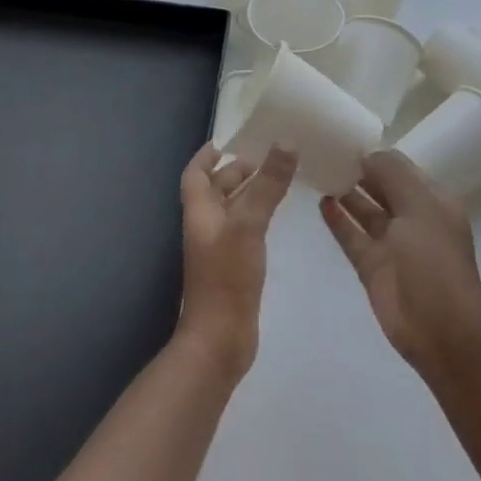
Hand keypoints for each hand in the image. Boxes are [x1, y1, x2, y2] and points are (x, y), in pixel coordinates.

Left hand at [177, 143, 296, 380]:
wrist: (220, 339)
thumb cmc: (227, 277)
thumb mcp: (249, 224)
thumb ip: (267, 185)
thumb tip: (285, 142)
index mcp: (200, 212)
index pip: (196, 174)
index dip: (206, 156)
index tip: (226, 141)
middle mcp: (206, 227)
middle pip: (216, 190)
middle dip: (236, 172)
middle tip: (267, 158)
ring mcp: (220, 249)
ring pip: (232, 210)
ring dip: (250, 193)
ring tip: (278, 180)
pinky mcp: (235, 267)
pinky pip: (244, 230)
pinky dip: (258, 216)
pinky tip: (277, 217)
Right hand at [319, 151, 480, 375]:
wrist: (440, 329)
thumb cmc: (434, 261)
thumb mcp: (420, 208)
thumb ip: (393, 176)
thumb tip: (367, 154)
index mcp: (432, 201)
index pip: (402, 169)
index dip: (377, 155)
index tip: (347, 139)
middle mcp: (412, 218)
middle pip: (382, 188)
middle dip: (359, 171)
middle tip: (325, 150)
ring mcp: (392, 244)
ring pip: (365, 212)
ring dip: (346, 193)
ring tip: (318, 171)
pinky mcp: (372, 267)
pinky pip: (352, 237)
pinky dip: (338, 221)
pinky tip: (321, 203)